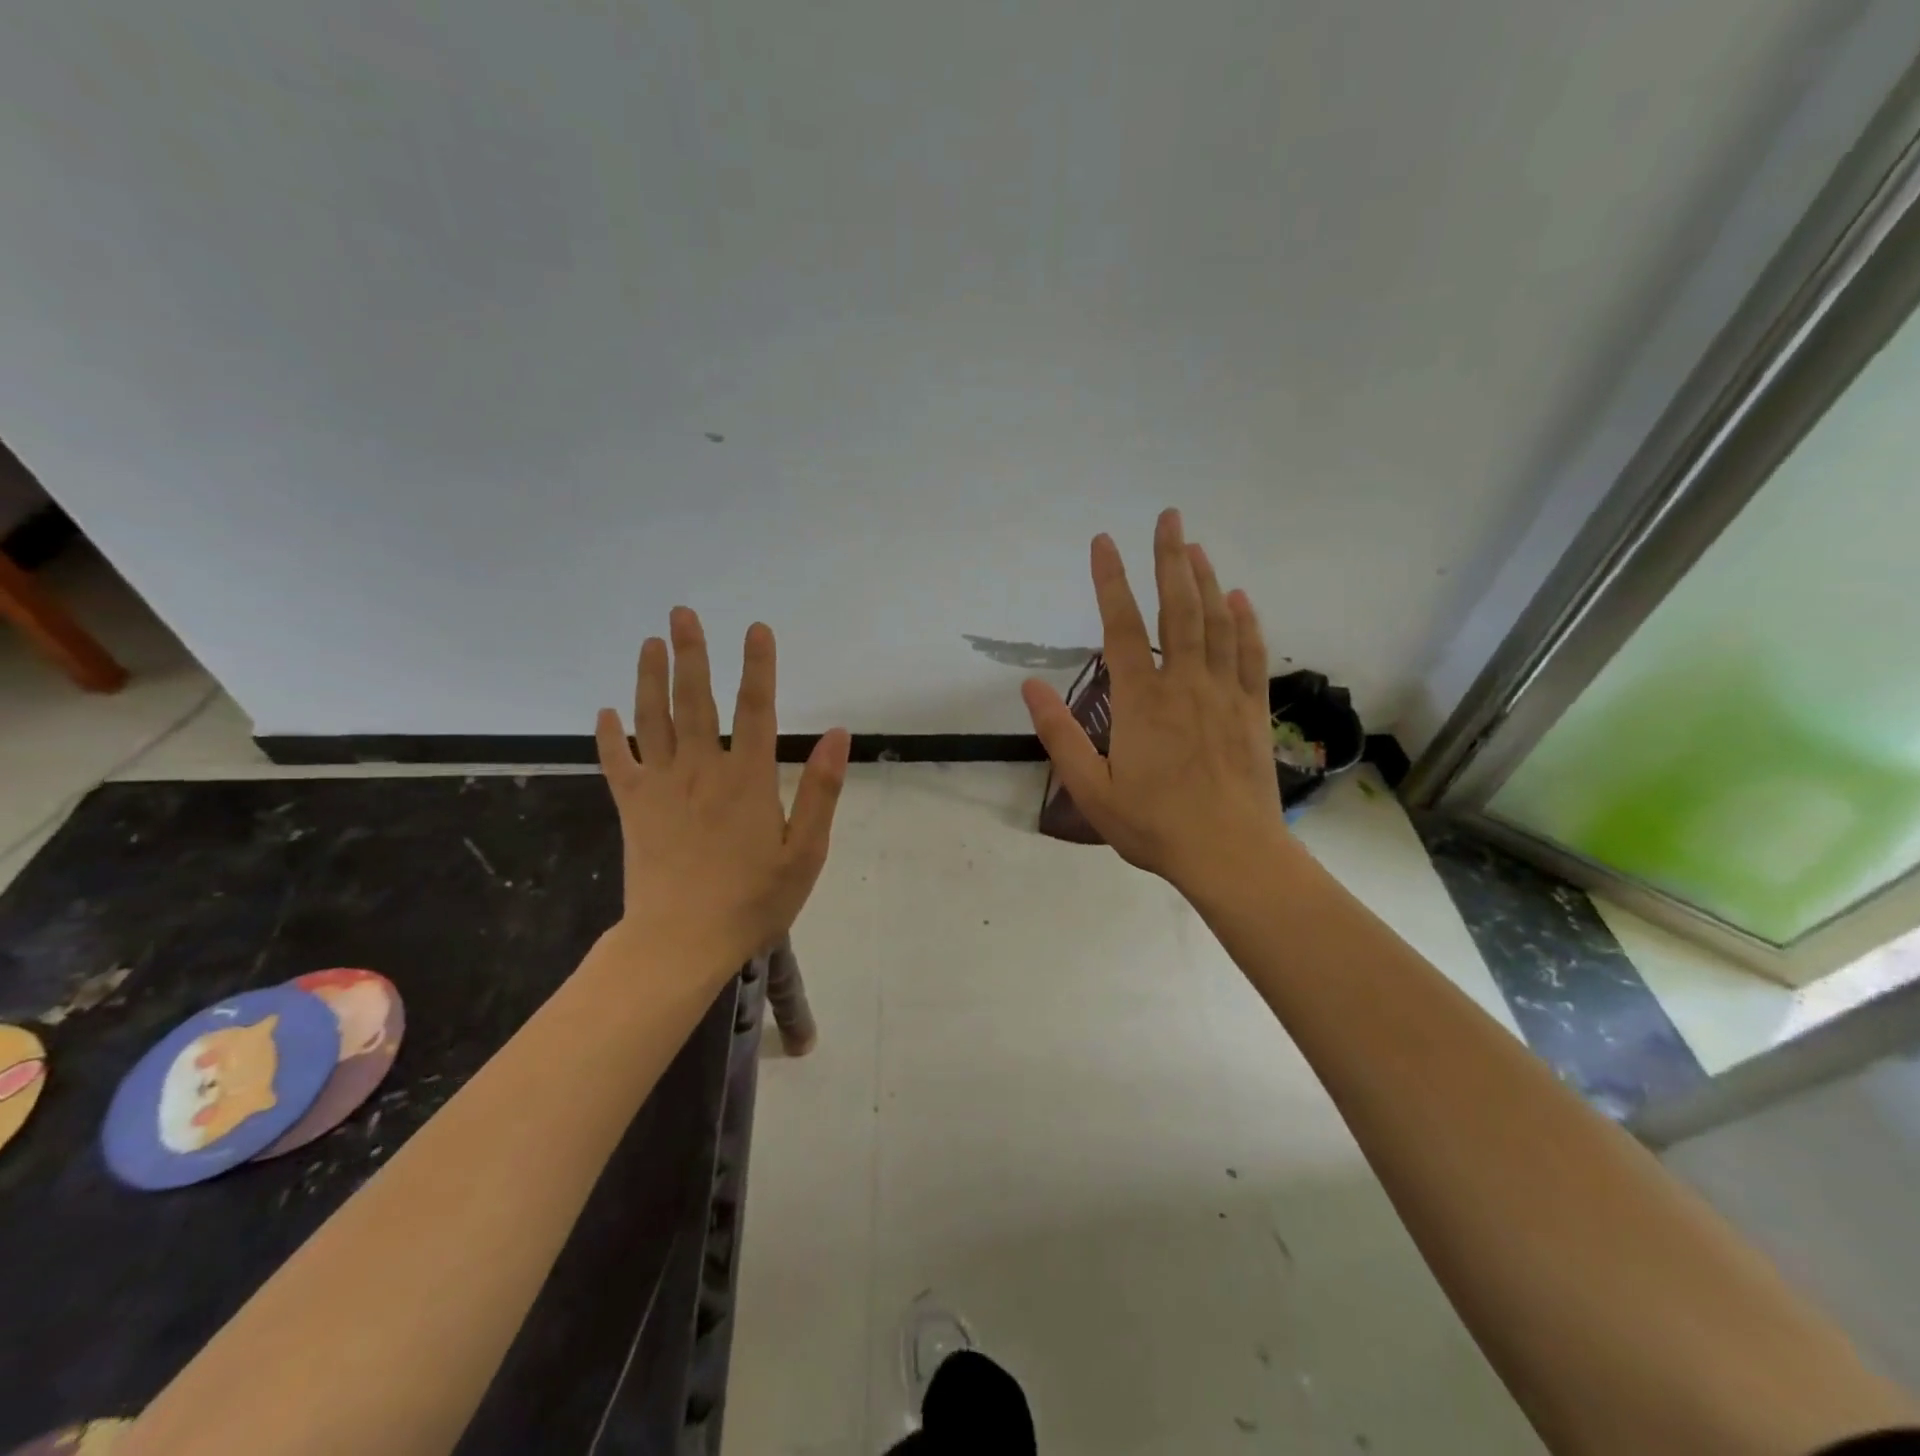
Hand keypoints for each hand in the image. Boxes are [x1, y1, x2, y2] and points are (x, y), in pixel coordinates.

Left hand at [595, 608, 850, 969]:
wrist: (681, 942)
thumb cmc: (753, 900)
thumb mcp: (805, 852)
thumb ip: (821, 790)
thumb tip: (839, 734)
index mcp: (748, 779)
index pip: (756, 709)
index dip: (758, 667)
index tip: (756, 629)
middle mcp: (702, 770)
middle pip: (695, 701)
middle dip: (691, 654)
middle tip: (682, 613)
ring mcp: (662, 787)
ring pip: (653, 720)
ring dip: (650, 678)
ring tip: (649, 642)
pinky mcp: (633, 808)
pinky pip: (618, 763)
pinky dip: (609, 736)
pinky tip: (605, 712)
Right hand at [1020, 509, 1286, 896]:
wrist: (1230, 853)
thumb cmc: (1154, 825)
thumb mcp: (1091, 789)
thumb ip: (1060, 735)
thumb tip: (1029, 687)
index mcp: (1141, 701)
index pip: (1121, 627)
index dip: (1110, 580)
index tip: (1104, 541)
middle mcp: (1184, 684)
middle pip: (1177, 609)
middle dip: (1170, 558)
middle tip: (1169, 516)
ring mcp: (1223, 694)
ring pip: (1216, 623)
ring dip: (1206, 580)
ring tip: (1196, 546)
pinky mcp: (1252, 710)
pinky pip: (1251, 655)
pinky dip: (1246, 622)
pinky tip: (1241, 598)